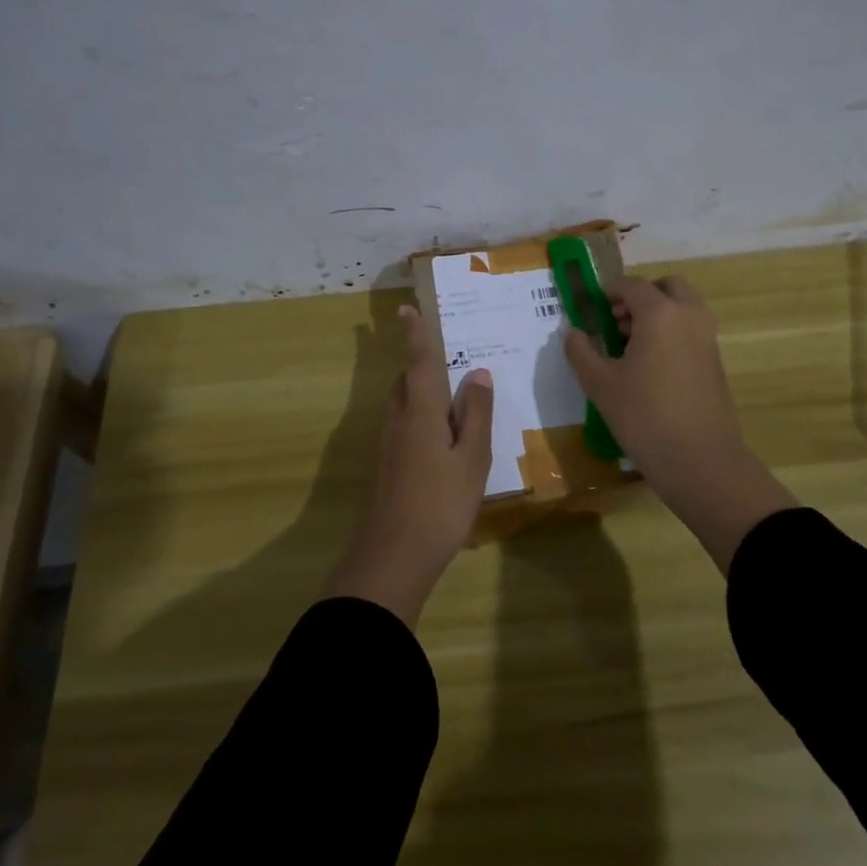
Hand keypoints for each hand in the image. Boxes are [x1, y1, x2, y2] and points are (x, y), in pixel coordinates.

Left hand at [324, 305, 493, 626]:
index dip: (415, 334)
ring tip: (450, 394)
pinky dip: (421, 415)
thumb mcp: (472, 459)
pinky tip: (441, 435)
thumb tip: (478, 373)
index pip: (418, 362)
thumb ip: (476, 415)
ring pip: (404, 404)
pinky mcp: (388, 466)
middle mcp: (399, 420)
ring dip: (421, 391)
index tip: (405, 308)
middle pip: (407, 381)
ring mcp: (389, 445)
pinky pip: (405, 424)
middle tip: (445, 354)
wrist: (393, 557)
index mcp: (420, 411)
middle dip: (420, 364)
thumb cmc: (440, 504)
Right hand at [564, 275, 793, 571]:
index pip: (631, 285)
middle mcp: (689, 316)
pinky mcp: (715, 361)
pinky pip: (691, 330)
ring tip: (629, 348)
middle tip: (616, 323)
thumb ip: (581, 351)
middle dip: (640, 297)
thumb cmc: (644, 417)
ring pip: (682, 307)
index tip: (591, 310)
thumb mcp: (600, 384)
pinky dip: (671, 333)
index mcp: (660, 313)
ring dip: (657, 314)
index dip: (608, 292)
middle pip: (666, 287)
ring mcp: (707, 338)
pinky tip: (650, 369)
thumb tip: (572, 331)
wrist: (701, 461)